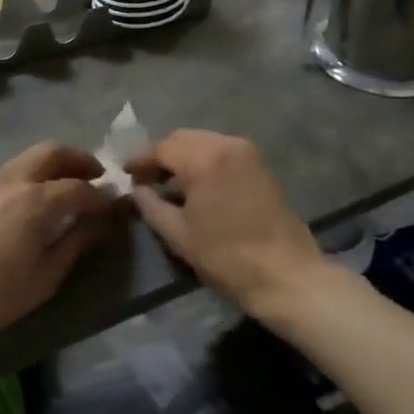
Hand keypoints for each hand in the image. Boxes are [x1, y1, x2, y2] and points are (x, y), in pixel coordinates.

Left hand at [0, 142, 119, 362]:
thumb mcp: (43, 279)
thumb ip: (75, 243)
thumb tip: (100, 222)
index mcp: (35, 200)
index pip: (80, 187)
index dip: (102, 196)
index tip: (114, 205)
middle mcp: (11, 180)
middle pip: (52, 152)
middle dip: (79, 160)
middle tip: (95, 177)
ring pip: (26, 159)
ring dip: (51, 166)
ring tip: (63, 190)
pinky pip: (6, 173)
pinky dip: (27, 177)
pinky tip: (27, 204)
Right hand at [131, 130, 329, 320]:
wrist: (286, 275)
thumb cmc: (226, 257)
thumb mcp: (179, 235)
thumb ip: (151, 206)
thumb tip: (136, 190)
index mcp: (203, 159)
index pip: (162, 148)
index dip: (141, 161)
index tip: (126, 175)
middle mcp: (226, 144)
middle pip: (183, 139)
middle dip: (162, 155)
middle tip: (146, 179)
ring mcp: (247, 152)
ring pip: (204, 142)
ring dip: (184, 157)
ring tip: (170, 183)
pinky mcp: (261, 165)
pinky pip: (222, 151)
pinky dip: (205, 160)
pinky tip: (197, 185)